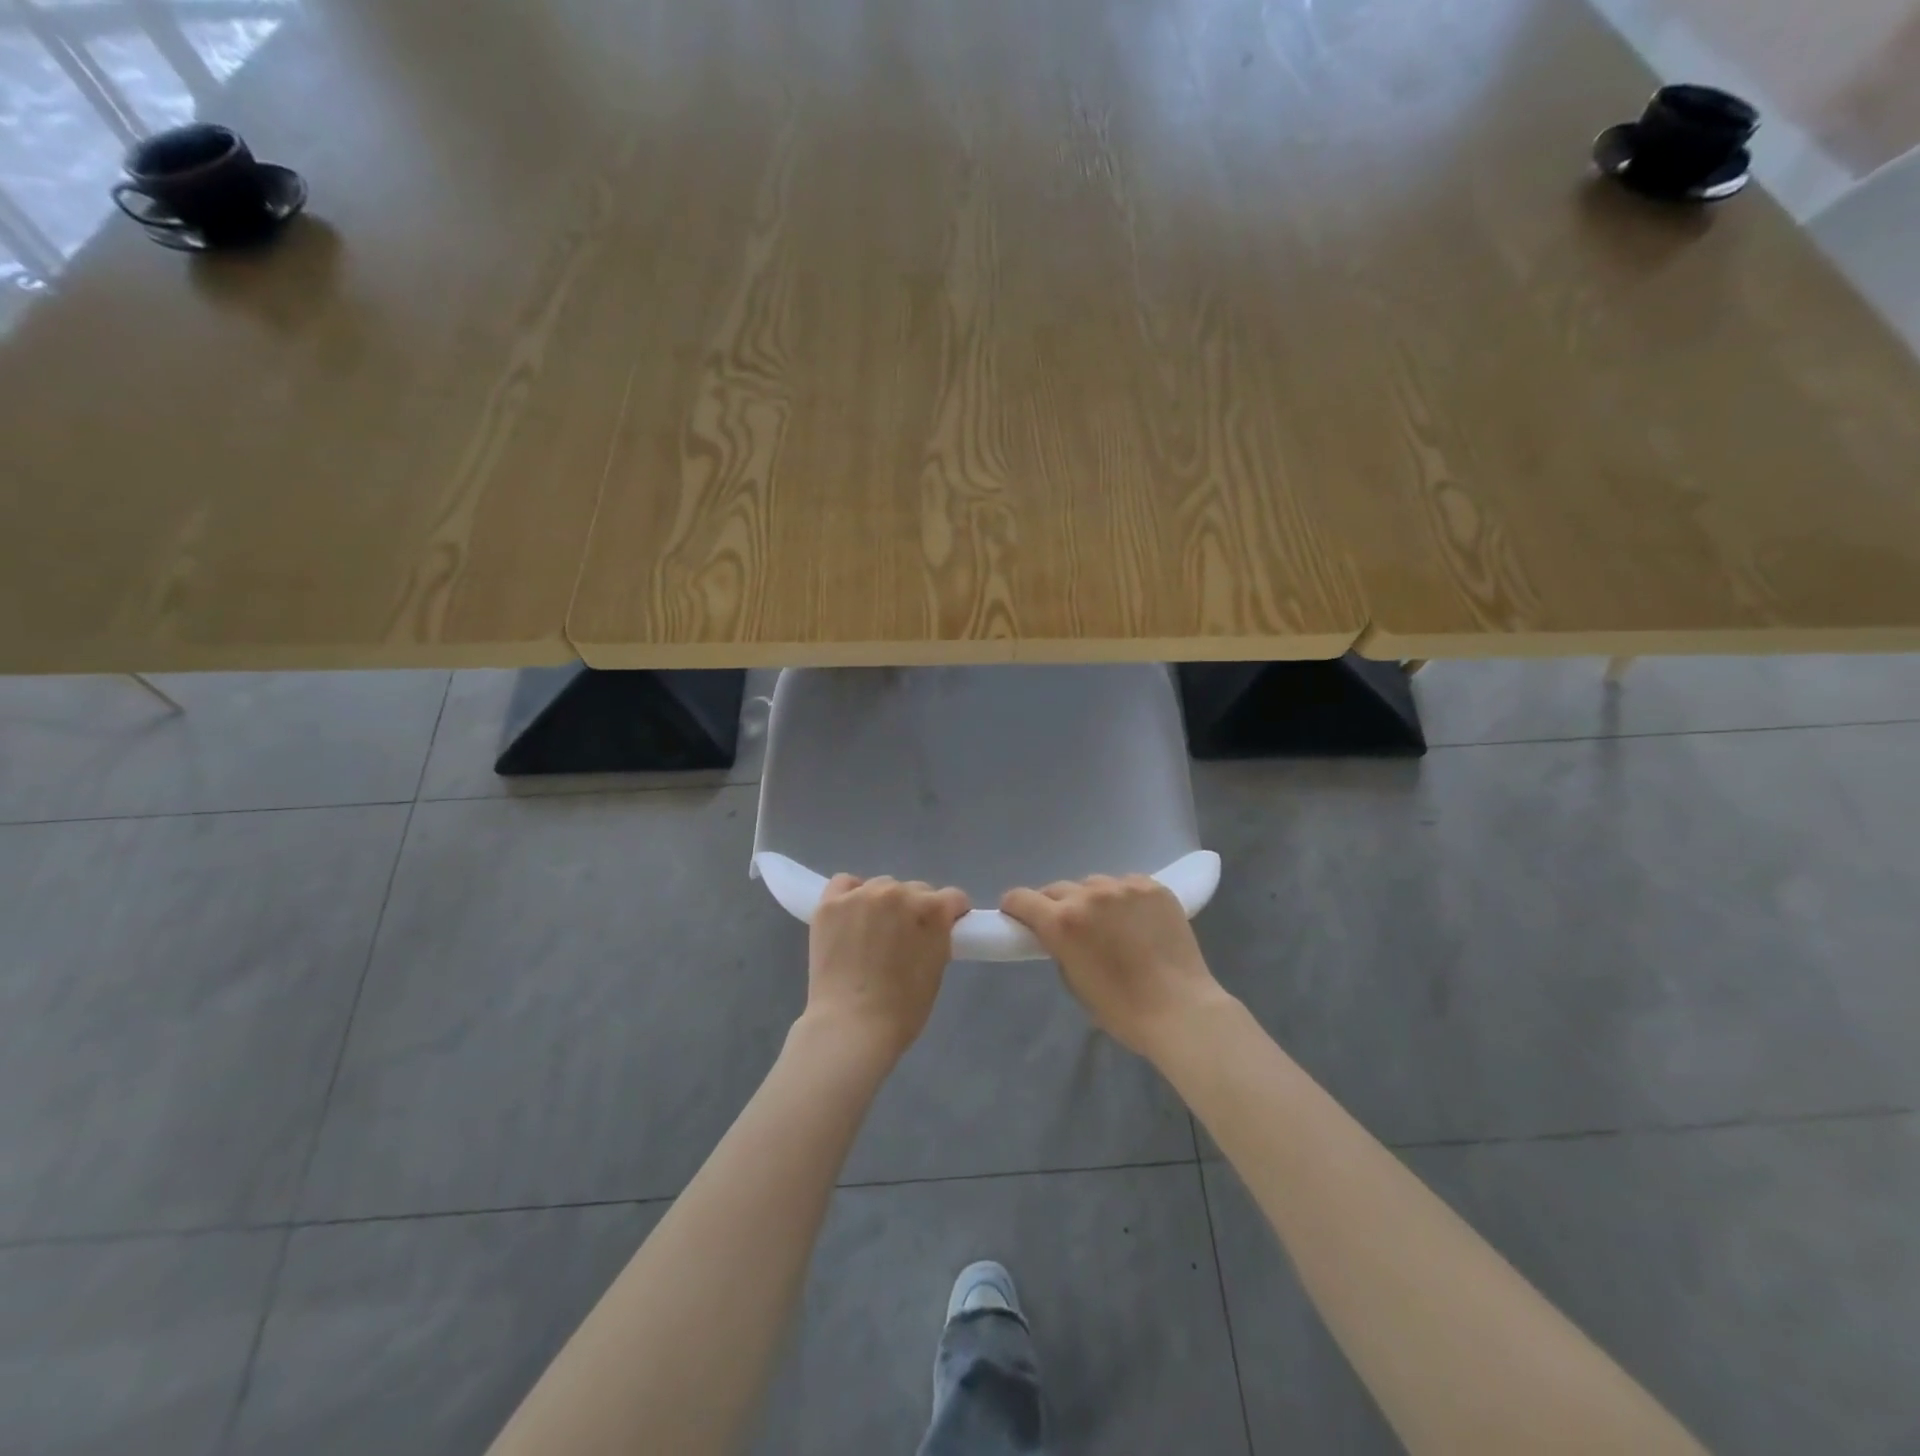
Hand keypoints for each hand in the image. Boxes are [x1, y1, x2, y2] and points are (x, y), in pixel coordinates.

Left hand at [804, 875, 969, 1060]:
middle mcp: (898, 892)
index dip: (951, 914)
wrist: (851, 1026)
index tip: (945, 928)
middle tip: (904, 939)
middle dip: (915, 910)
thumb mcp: (937, 969)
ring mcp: (861, 895)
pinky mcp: (830, 903)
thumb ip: (938, 936)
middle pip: (916, 890)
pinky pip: (845, 883)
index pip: (953, 898)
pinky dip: (850, 895)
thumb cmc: (902, 1009)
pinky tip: (850, 916)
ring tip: (872, 932)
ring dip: (883, 903)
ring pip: (881, 886)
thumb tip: (932, 926)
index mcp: (932, 909)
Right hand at [1001, 875, 1228, 1058]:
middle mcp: (1089, 896)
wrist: (1181, 1009)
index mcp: (1063, 922)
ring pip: (1094, 885)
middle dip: (1056, 906)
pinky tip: (1136, 920)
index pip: (1021, 898)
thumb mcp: (1073, 981)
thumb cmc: (1121, 1009)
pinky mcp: (1153, 887)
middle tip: (1069, 928)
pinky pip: (1126, 885)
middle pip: (1057, 889)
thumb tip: (1059, 934)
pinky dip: (1124, 899)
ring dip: (1092, 901)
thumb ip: (1059, 947)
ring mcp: (1124, 887)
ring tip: (1109, 924)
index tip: (1019, 918)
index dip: (1015, 908)